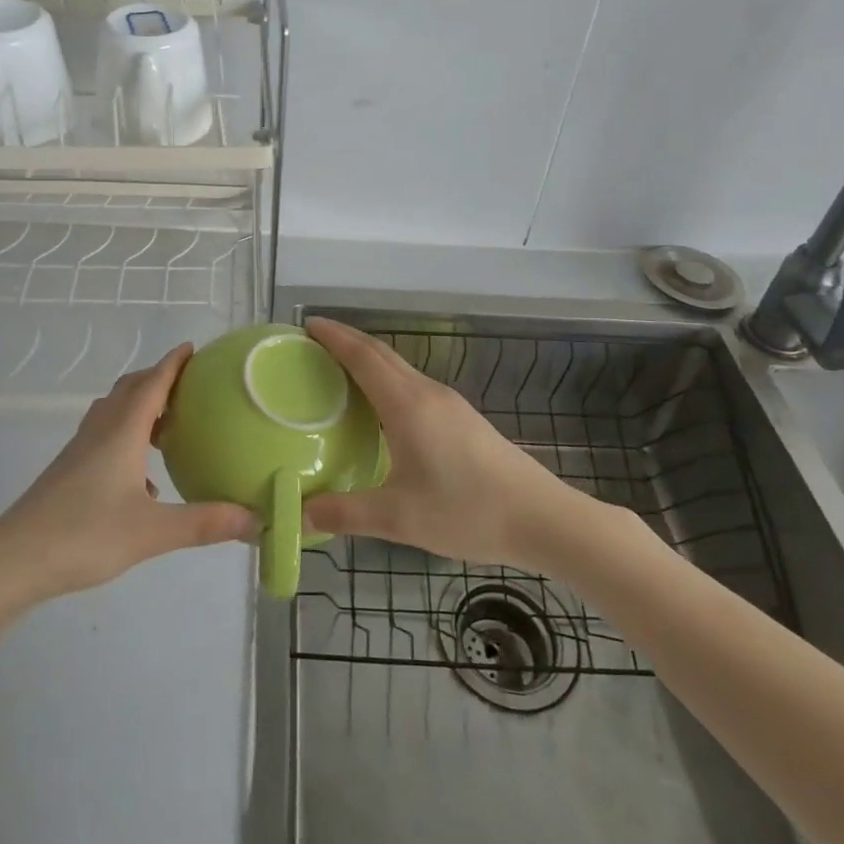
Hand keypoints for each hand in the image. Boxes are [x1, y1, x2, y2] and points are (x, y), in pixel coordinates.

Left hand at [0, 345, 257, 603]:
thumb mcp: (152, 531)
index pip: (153, 383)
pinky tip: (143, 478)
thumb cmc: (84, 534)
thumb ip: (205, 523)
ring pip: (114, 412)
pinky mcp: (69, 472)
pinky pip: (104, 437)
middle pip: (130, 390)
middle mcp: (101, 431)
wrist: (13, 561)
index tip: (193, 347)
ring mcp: (80, 450)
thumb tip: (257, 519)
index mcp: (122, 432)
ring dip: (141, 406)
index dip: (173, 363)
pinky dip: (127, 438)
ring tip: (168, 422)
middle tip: (189, 383)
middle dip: (158, 378)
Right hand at [301, 317, 585, 569]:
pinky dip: (386, 379)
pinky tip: (381, 406)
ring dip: (368, 358)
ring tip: (339, 370)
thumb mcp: (400, 518)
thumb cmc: (467, 511)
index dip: (334, 337)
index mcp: (407, 405)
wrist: (541, 517)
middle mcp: (427, 393)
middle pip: (381, 354)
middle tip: (313, 343)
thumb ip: (347, 513)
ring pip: (399, 367)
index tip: (307, 324)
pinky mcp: (462, 418)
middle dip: (346, 341)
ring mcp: (449, 403)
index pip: (363, 357)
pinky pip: (412, 384)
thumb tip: (303, 513)